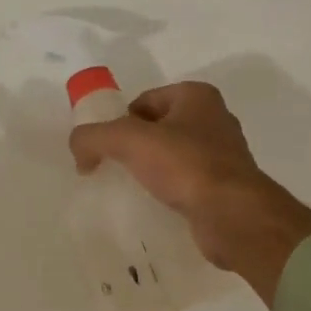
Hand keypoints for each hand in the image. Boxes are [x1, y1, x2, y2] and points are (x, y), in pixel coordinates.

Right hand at [68, 82, 310, 306]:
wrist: (232, 214)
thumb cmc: (185, 165)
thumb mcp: (128, 141)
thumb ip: (93, 137)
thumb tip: (78, 148)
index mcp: (196, 96)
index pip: (144, 101)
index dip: (120, 122)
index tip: (106, 149)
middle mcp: (214, 119)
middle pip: (158, 128)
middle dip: (135, 147)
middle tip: (114, 170)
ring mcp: (223, 154)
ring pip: (173, 156)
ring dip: (152, 170)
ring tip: (133, 190)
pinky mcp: (225, 186)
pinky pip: (186, 182)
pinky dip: (169, 191)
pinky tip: (156, 205)